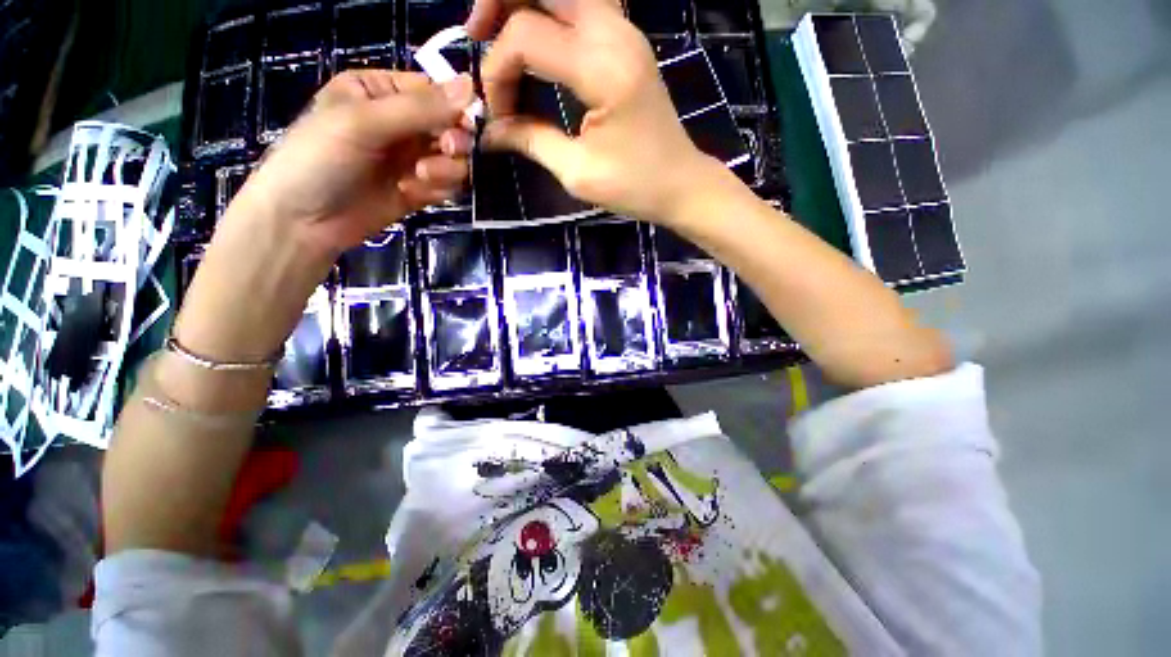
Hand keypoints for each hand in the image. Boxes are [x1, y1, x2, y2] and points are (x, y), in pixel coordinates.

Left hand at [234, 70, 476, 256]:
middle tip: (446, 151)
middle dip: (453, 142)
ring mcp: (411, 159)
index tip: (464, 125)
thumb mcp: (364, 122)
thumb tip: (471, 84)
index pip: (435, 92)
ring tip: (420, 177)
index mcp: (381, 92)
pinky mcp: (418, 189)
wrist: (303, 222)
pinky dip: (438, 189)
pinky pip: (447, 185)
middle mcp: (401, 123)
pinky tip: (413, 193)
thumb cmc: (320, 158)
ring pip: (454, 159)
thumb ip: (420, 108)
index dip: (456, 108)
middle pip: (451, 127)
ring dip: (446, 169)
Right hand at [473, 0, 718, 222]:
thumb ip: (530, 140)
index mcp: (603, 68)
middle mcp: (615, 33)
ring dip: (524, 3)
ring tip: (499, 36)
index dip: (498, 71)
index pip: (527, 35)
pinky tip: (534, 43)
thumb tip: (489, 130)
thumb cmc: (634, 186)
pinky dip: (548, 14)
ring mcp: (624, 31)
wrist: (680, 183)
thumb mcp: (578, 172)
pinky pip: (580, 6)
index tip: (498, 114)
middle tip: (477, 36)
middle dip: (498, 2)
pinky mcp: (626, 41)